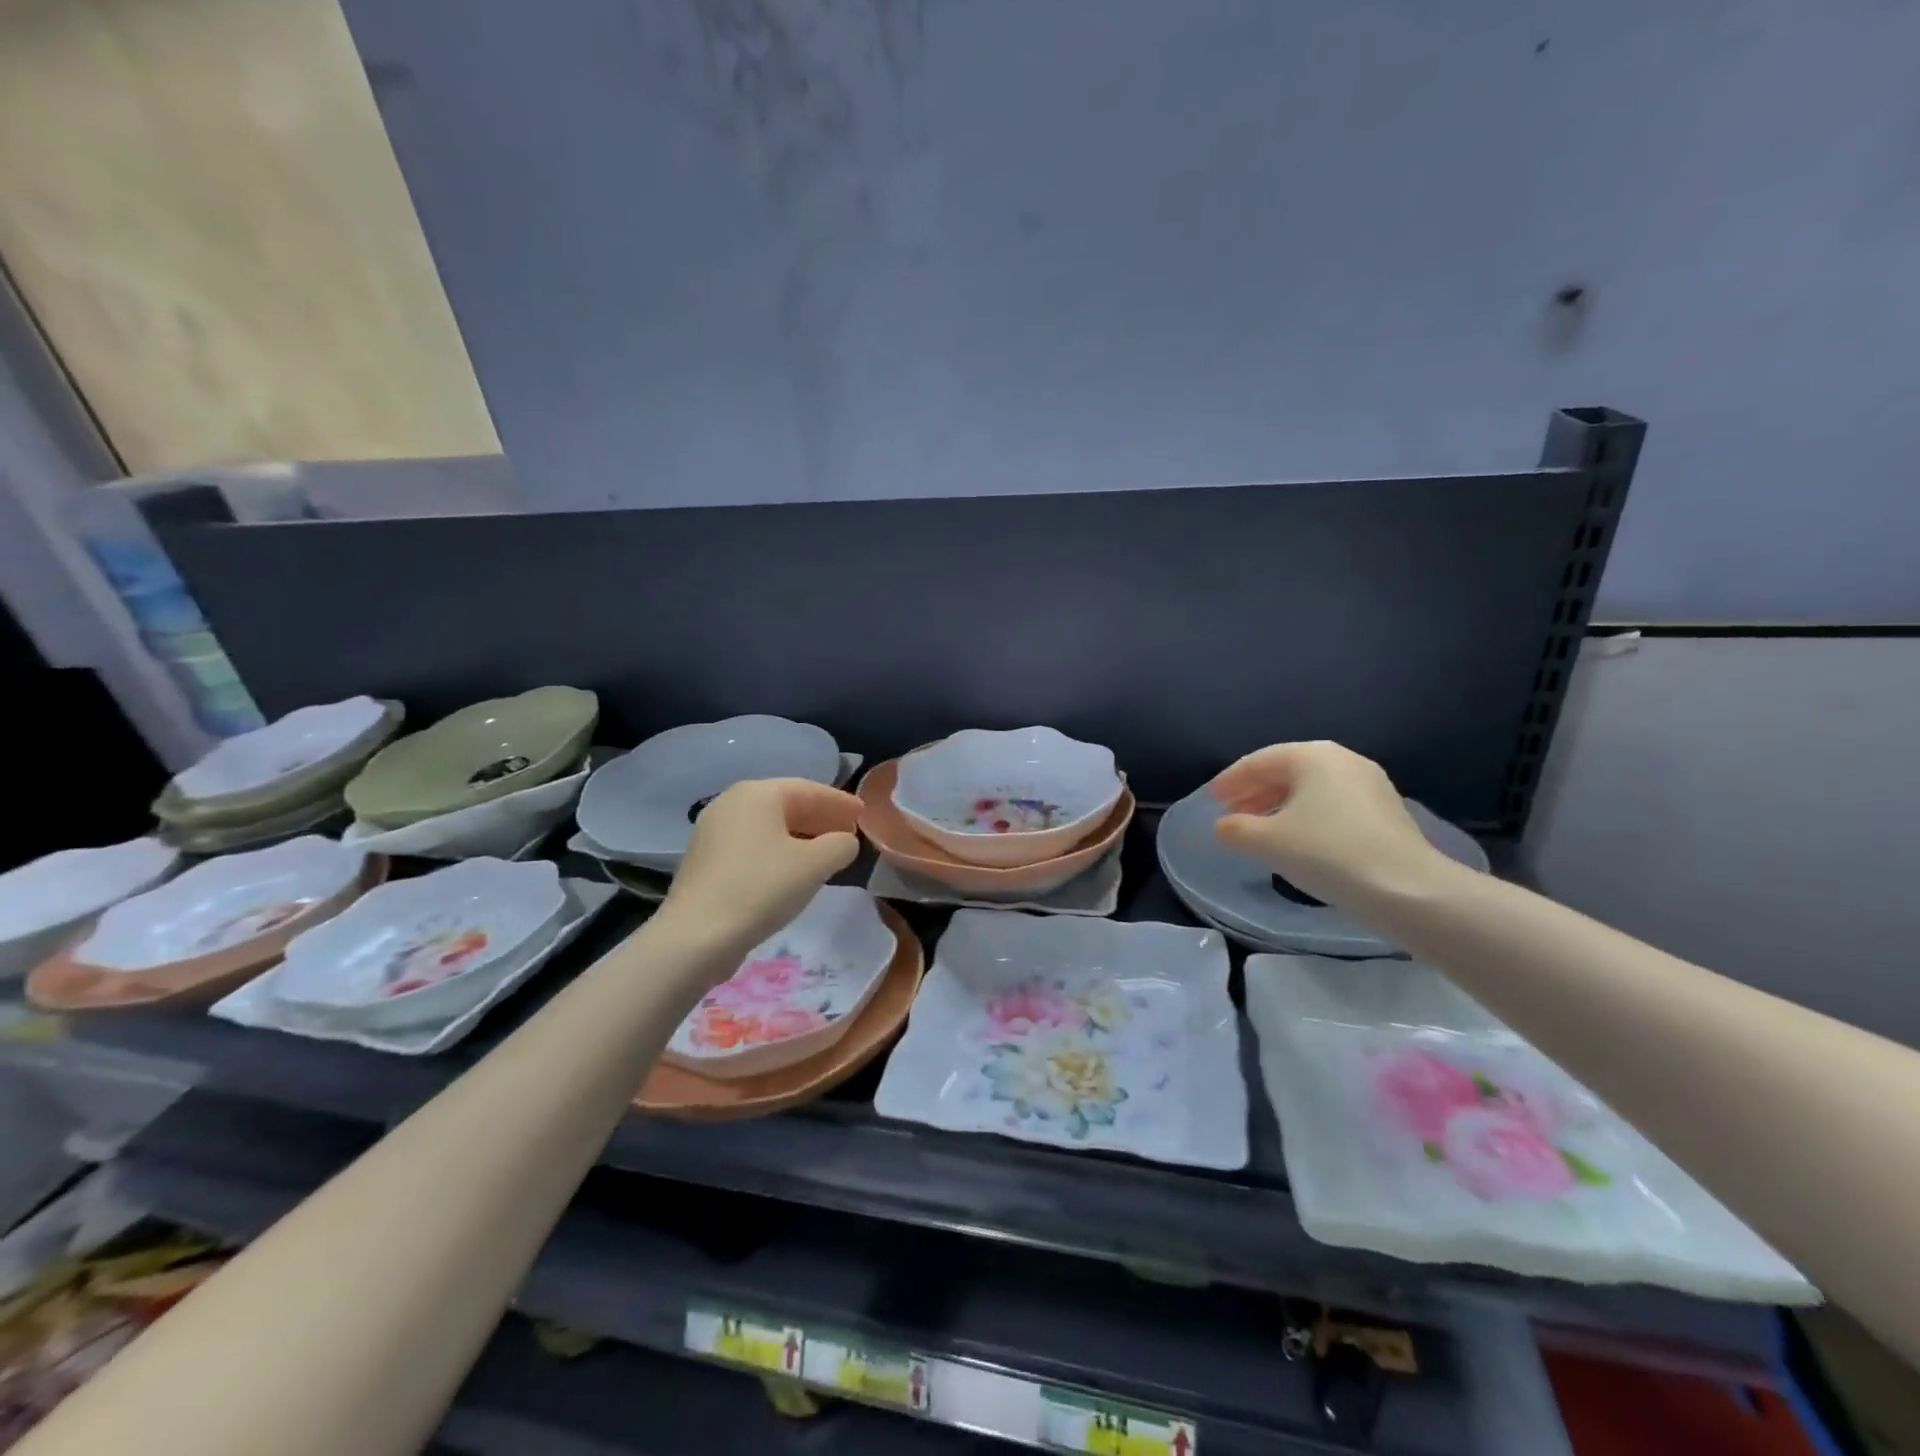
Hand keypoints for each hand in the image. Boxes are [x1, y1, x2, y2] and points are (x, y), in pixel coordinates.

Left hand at [660, 778, 861, 968]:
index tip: (863, 814)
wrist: (696, 936)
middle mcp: (731, 803)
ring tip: (825, 854)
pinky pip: (752, 846)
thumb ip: (840, 845)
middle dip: (820, 819)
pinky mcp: (705, 861)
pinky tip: (791, 872)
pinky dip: (777, 851)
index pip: (809, 789)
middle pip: (786, 805)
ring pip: (768, 827)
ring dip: (800, 837)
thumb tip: (845, 841)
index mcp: (757, 793)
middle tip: (848, 833)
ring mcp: (713, 832)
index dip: (840, 802)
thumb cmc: (761, 888)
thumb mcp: (815, 865)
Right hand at [1209, 741, 1447, 904]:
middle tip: (1230, 814)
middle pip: (1286, 771)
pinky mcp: (1385, 812)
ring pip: (1310, 789)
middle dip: (1254, 792)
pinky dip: (1305, 816)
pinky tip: (1295, 840)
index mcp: (1313, 756)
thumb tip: (1224, 826)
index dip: (1230, 780)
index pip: (1259, 761)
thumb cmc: (1327, 853)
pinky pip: (1331, 804)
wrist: (1407, 889)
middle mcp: (1343, 760)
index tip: (1211, 799)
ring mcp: (1369, 785)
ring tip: (1258, 829)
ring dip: (1278, 806)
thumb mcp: (1268, 841)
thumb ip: (1236, 829)